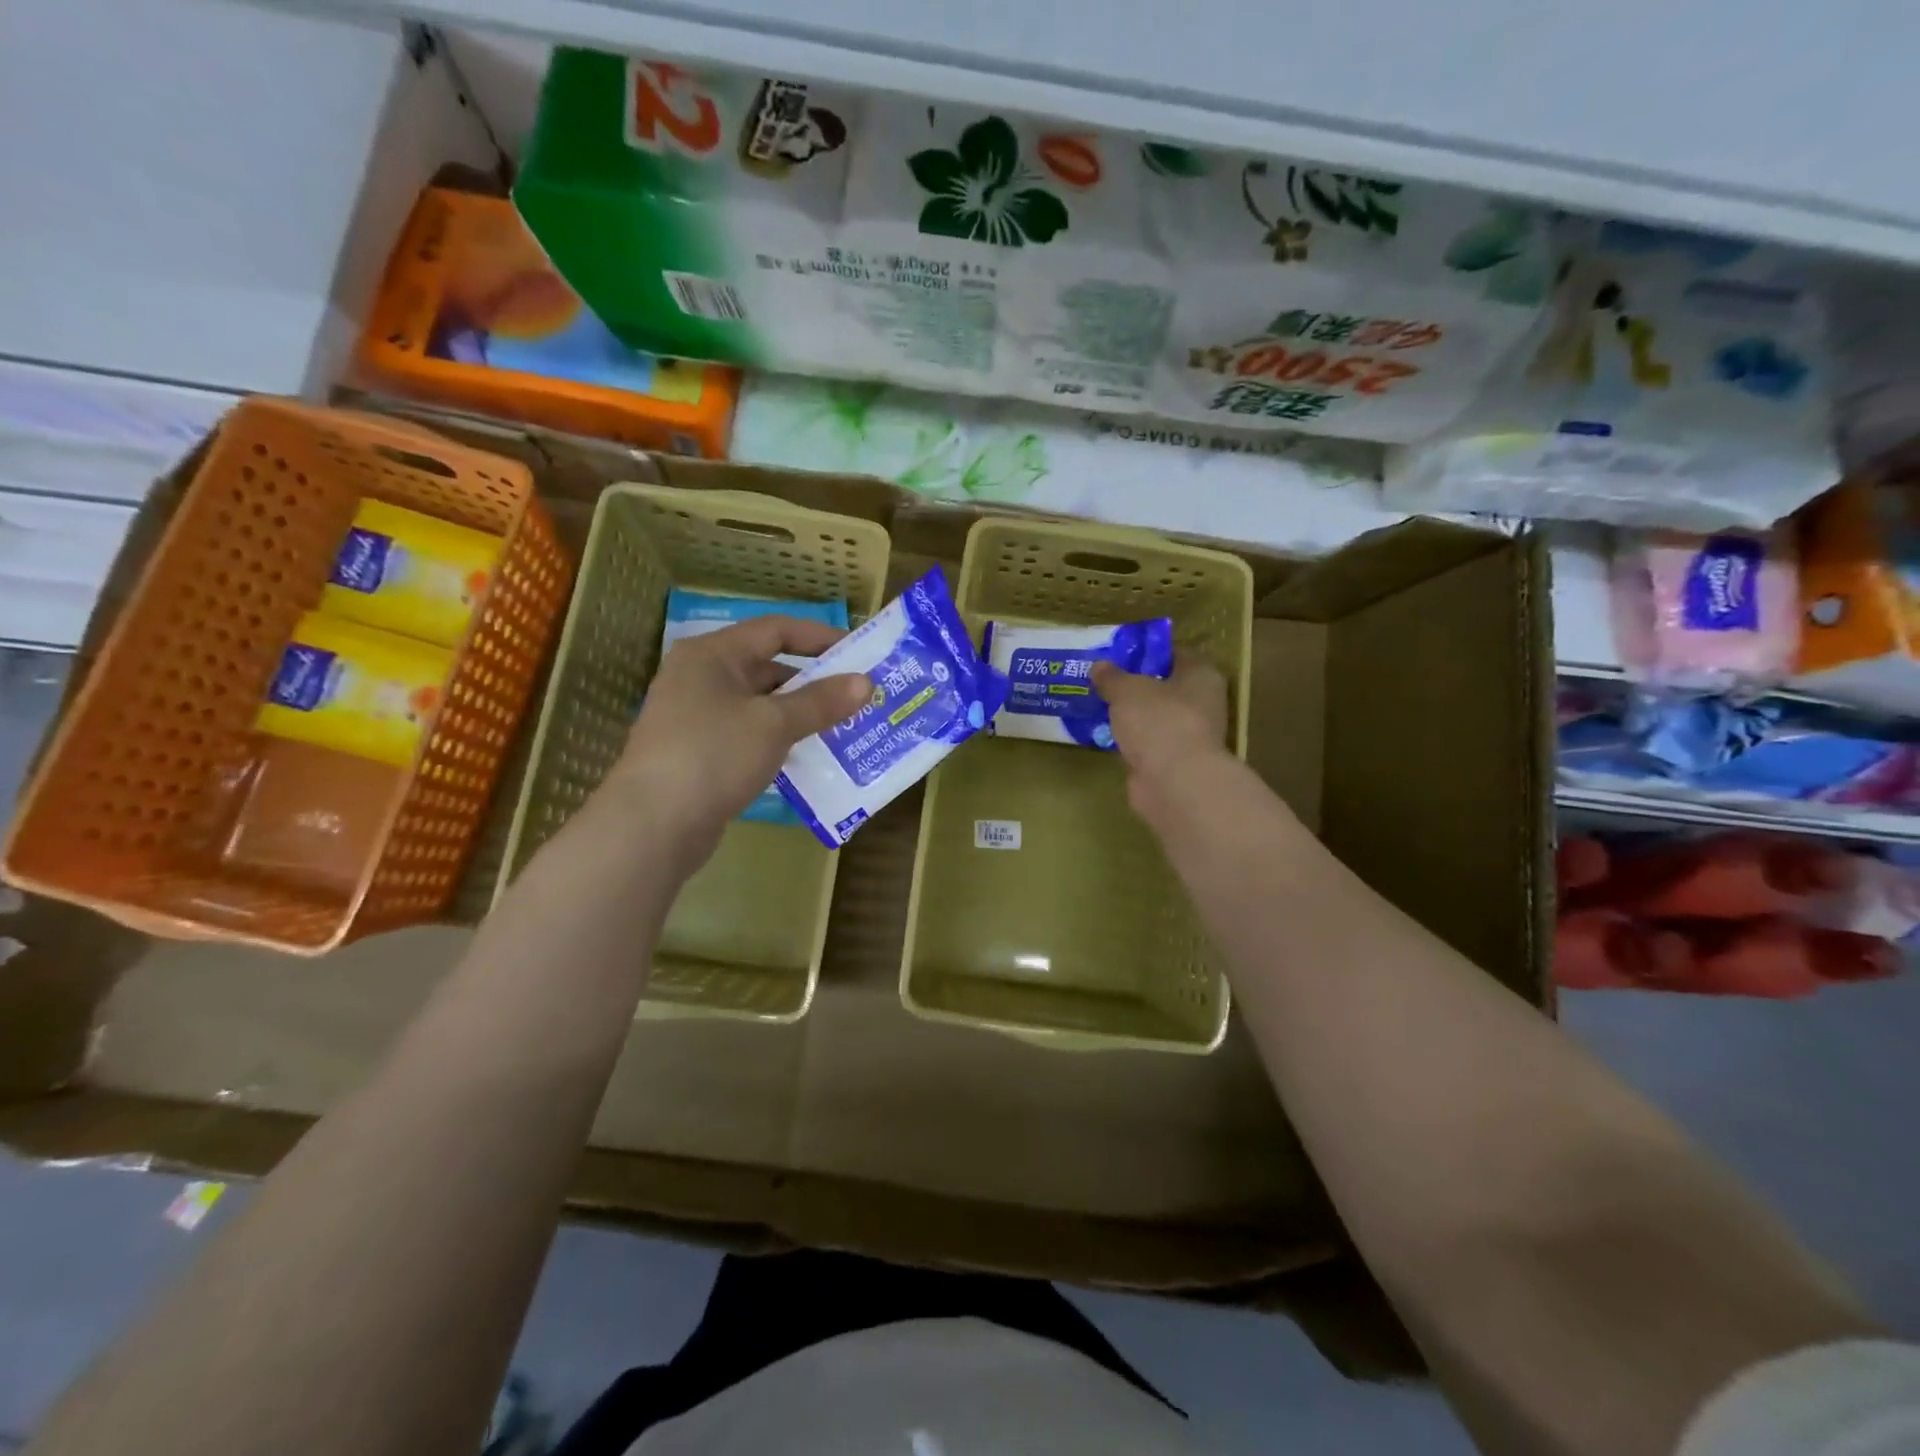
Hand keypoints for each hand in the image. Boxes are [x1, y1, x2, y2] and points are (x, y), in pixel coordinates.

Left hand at [608, 616, 870, 870]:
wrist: (652, 825)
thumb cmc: (713, 755)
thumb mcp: (774, 724)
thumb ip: (821, 701)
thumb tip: (865, 682)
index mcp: (713, 655)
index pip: (775, 630)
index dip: (819, 637)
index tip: (859, 653)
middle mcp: (700, 678)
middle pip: (767, 668)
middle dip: (814, 683)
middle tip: (857, 697)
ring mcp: (696, 717)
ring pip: (760, 706)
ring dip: (799, 715)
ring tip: (843, 728)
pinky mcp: (699, 753)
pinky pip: (749, 736)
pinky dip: (778, 741)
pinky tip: (808, 758)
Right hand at [1092, 652, 1231, 817]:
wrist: (1173, 782)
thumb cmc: (1158, 721)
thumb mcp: (1127, 690)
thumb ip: (1112, 677)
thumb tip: (1099, 666)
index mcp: (1201, 675)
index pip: (1176, 655)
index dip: (1149, 653)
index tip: (1120, 655)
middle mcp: (1203, 704)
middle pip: (1166, 688)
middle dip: (1138, 686)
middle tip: (1105, 681)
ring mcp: (1190, 736)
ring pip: (1156, 718)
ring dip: (1134, 717)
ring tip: (1101, 707)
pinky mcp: (1175, 763)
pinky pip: (1149, 744)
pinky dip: (1132, 742)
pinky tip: (1107, 737)